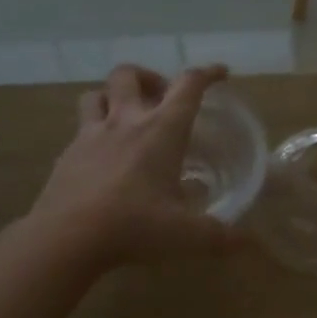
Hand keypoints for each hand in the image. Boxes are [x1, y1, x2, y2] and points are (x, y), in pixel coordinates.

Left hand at [27, 63, 240, 266]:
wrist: (65, 237)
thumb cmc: (134, 225)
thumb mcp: (187, 235)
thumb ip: (222, 237)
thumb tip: (251, 243)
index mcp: (161, 130)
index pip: (188, 85)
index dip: (208, 74)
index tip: (221, 74)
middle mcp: (125, 122)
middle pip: (130, 74)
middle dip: (149, 77)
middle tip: (161, 100)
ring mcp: (90, 135)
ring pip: (97, 94)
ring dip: (113, 97)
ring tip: (126, 117)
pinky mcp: (67, 155)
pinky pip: (79, 129)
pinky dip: (93, 132)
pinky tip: (102, 157)